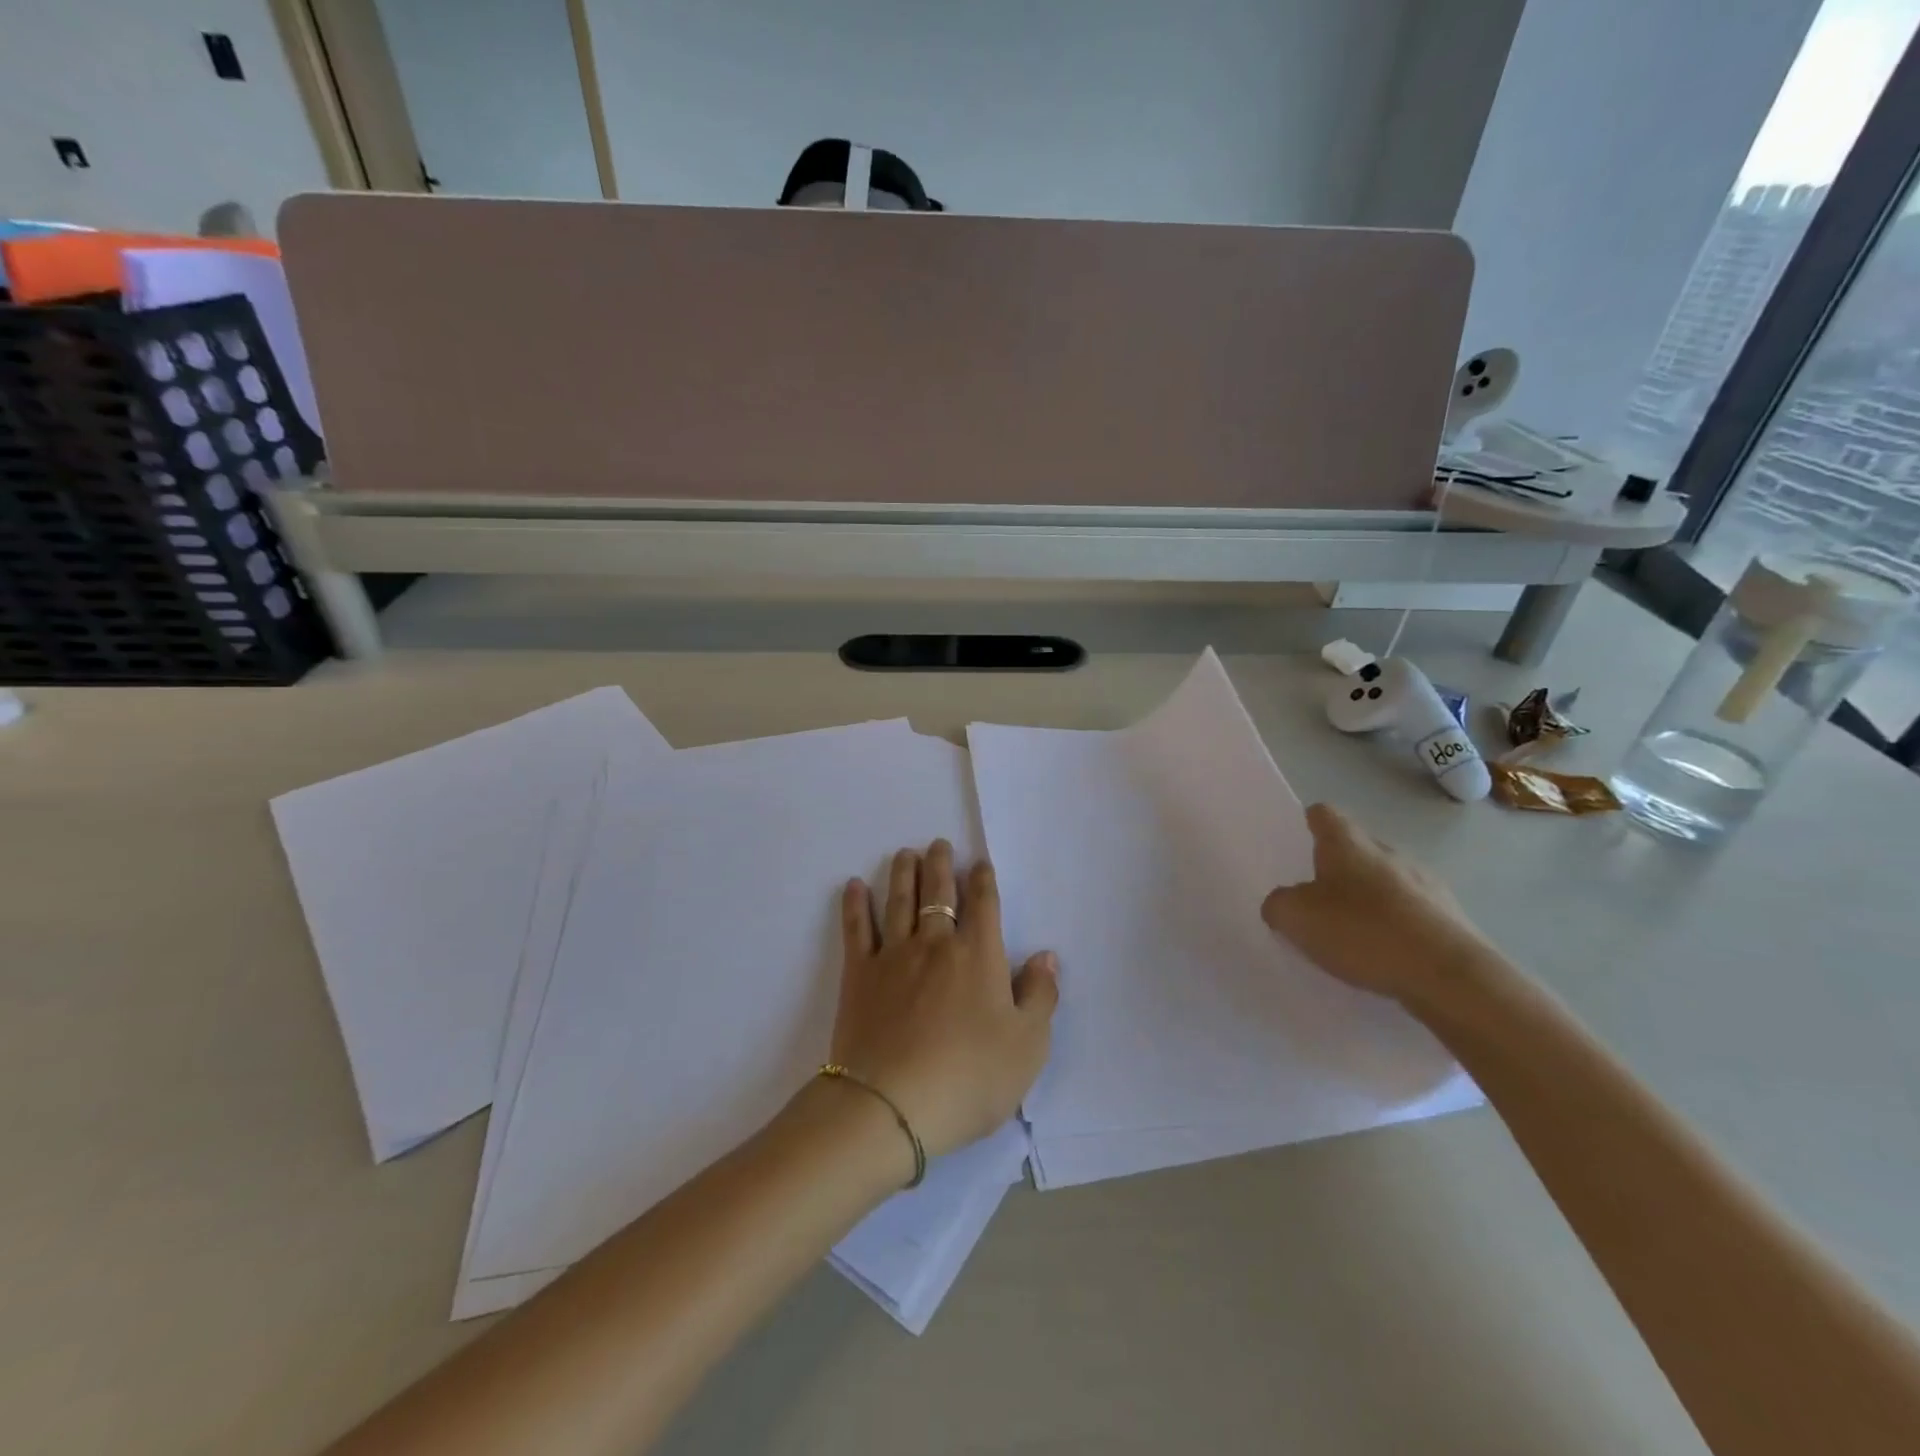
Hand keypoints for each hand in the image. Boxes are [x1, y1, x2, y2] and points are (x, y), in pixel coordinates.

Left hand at [829, 839, 1058, 1159]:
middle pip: (938, 893)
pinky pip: (857, 929)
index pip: (983, 904)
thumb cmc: (969, 1078)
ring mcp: (893, 956)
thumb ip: (1040, 996)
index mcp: (978, 956)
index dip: (982, 880)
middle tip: (938, 844)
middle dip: (940, 865)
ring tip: (904, 854)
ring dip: (903, 873)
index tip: (979, 863)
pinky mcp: (859, 975)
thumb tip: (1046, 956)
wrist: (892, 1104)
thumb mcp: (1027, 1046)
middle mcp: (936, 944)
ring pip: (899, 901)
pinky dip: (854, 904)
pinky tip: (852, 886)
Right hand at [1260, 803, 1499, 1010]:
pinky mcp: (1451, 918)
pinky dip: (1395, 927)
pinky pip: (1412, 913)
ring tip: (1352, 936)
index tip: (1297, 848)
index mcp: (1348, 843)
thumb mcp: (1295, 918)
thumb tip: (1283, 903)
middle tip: (1316, 902)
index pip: (1323, 814)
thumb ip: (1279, 904)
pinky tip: (1385, 957)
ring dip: (1369, 900)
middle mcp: (1389, 852)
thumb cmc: (1363, 932)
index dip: (1307, 826)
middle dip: (1337, 870)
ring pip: (1386, 881)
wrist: (1450, 977)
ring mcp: (1426, 884)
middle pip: (1356, 849)